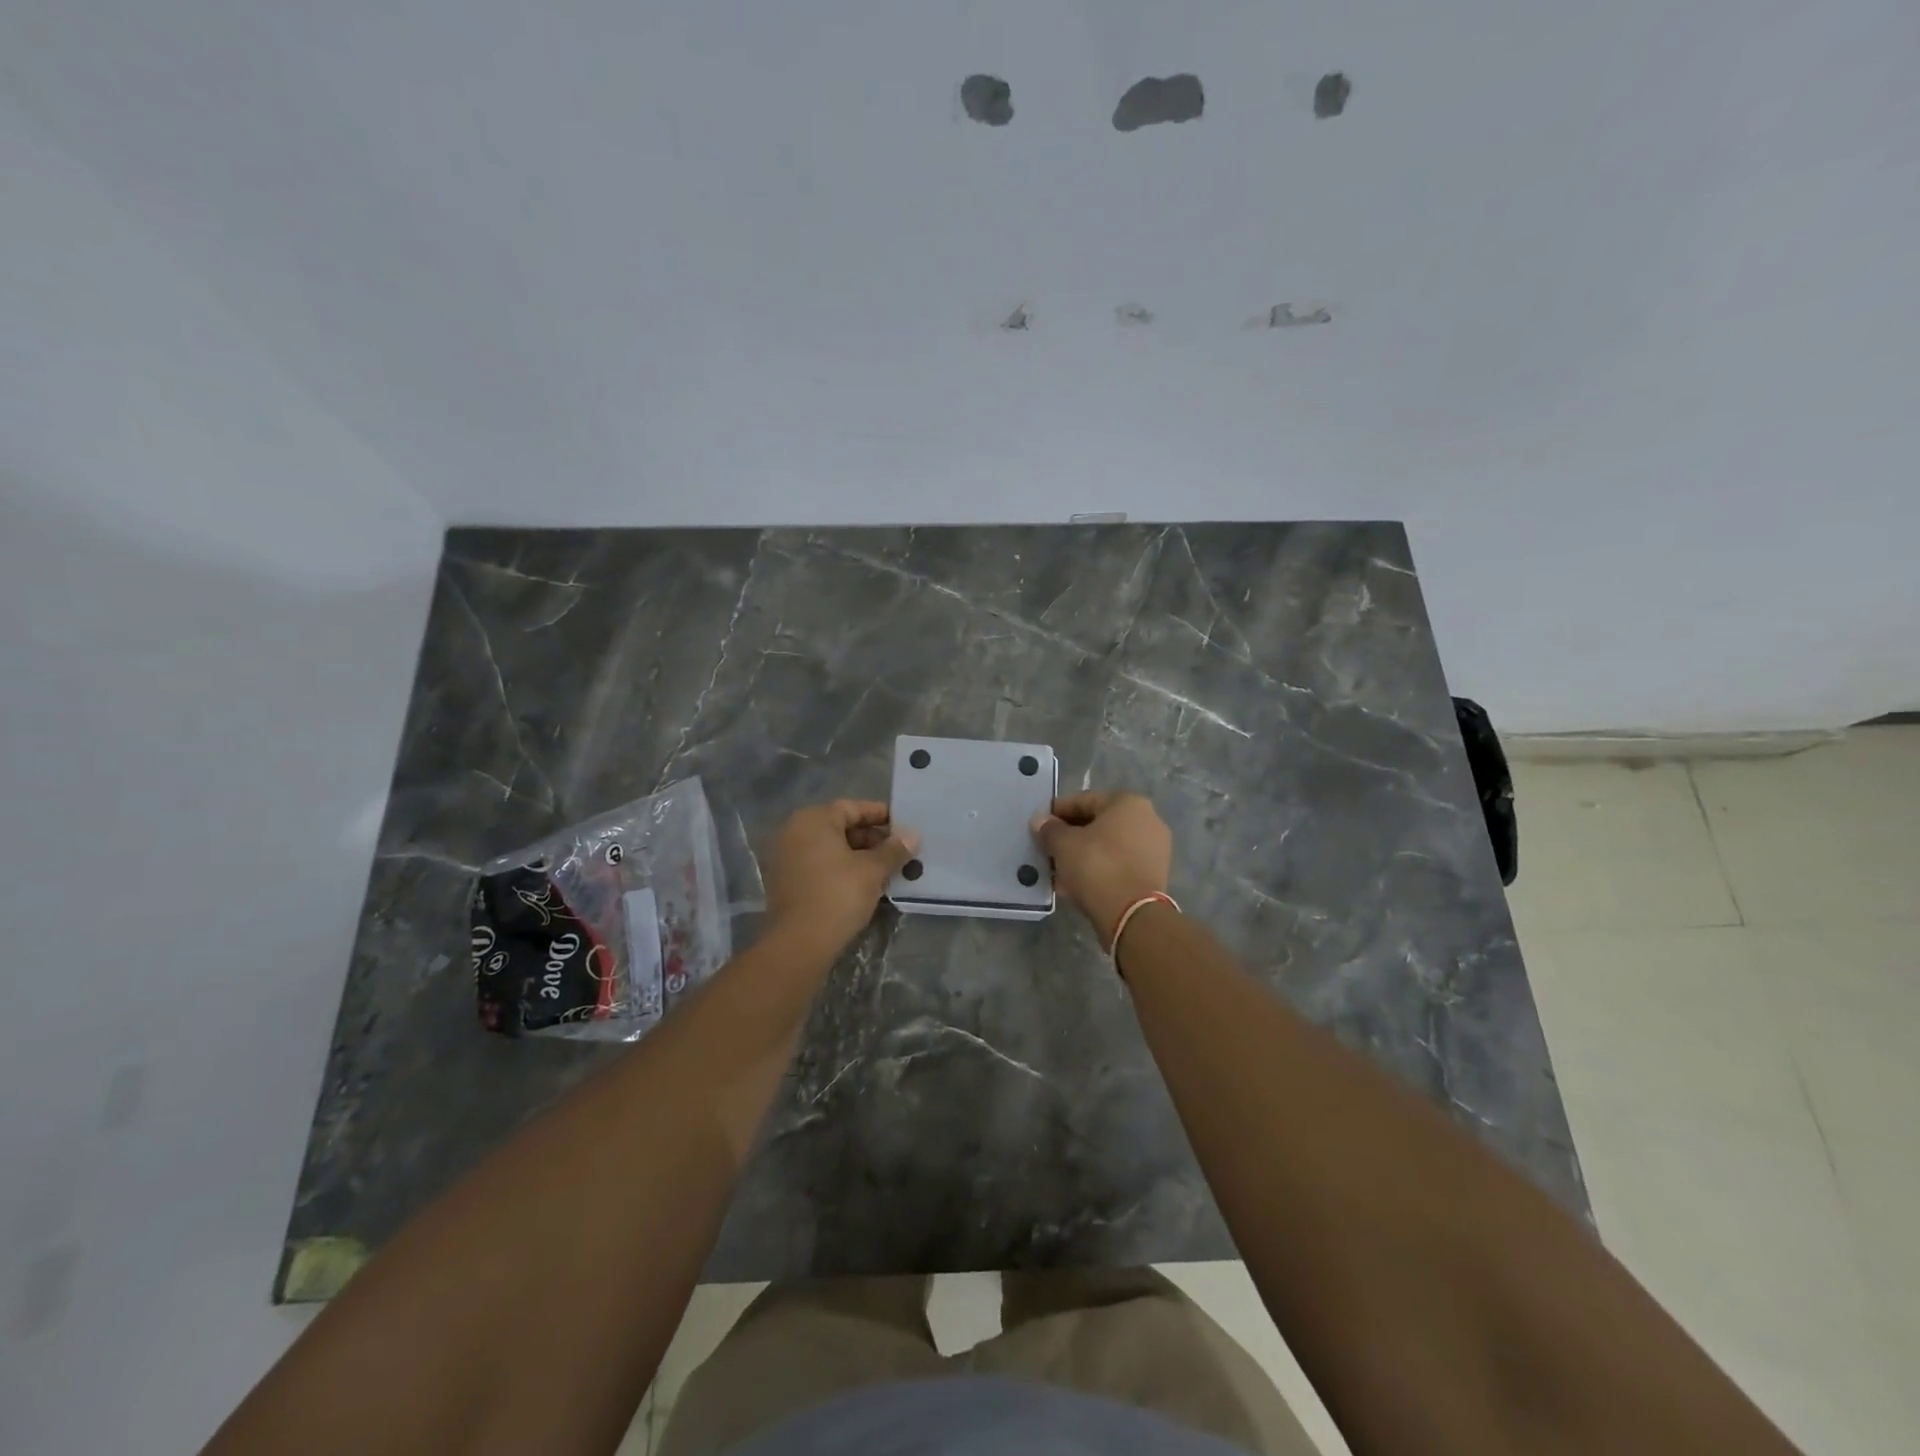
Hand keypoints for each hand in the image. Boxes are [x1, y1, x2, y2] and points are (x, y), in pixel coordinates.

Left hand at [764, 800, 917, 958]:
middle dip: (871, 838)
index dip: (881, 815)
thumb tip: (913, 835)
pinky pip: (818, 863)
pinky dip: (840, 868)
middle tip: (898, 851)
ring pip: (830, 847)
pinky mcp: (784, 880)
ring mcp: (785, 856)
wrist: (800, 943)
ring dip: (857, 855)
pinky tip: (863, 882)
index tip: (903, 826)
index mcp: (813, 819)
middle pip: (840, 826)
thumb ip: (894, 849)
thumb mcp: (873, 870)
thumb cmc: (838, 895)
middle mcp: (794, 830)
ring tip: (886, 869)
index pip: (853, 808)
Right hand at [1031, 791, 1172, 947]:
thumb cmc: (1097, 866)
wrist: (1132, 915)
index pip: (1083, 800)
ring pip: (1108, 846)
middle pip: (1098, 823)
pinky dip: (1098, 869)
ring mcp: (1154, 848)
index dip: (1057, 812)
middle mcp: (1147, 819)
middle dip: (1071, 836)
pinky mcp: (1154, 874)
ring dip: (1083, 855)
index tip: (1039, 825)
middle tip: (1048, 849)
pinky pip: (1118, 864)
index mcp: (1128, 802)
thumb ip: (1049, 829)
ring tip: (1059, 870)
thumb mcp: (1064, 845)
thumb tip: (1040, 821)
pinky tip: (1076, 884)